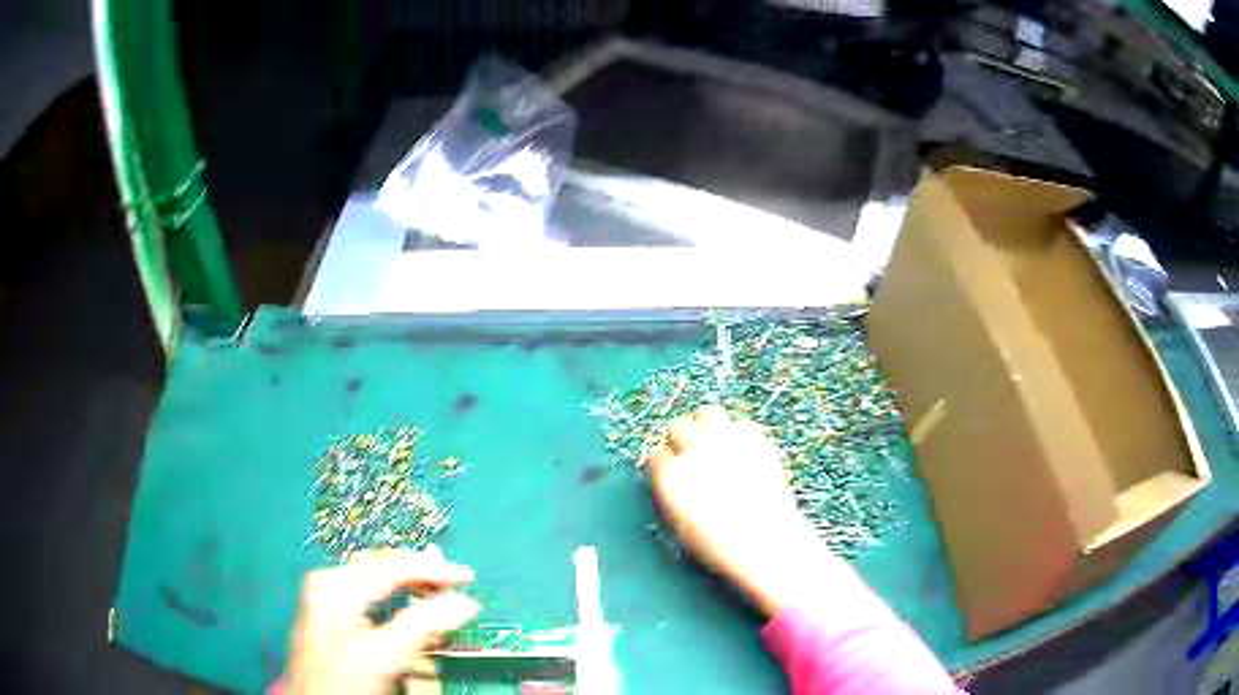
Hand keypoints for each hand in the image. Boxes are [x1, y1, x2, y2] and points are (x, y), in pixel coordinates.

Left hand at [284, 546, 479, 694]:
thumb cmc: (344, 681)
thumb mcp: (384, 656)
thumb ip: (424, 626)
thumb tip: (465, 603)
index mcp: (334, 585)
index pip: (392, 566)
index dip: (433, 571)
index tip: (468, 578)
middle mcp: (329, 581)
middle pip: (383, 565)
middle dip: (422, 572)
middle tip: (458, 582)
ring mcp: (327, 595)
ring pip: (378, 576)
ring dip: (411, 582)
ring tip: (441, 590)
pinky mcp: (331, 610)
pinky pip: (370, 589)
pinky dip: (397, 593)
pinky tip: (411, 601)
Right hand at [647, 407, 842, 616]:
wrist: (765, 541)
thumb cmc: (719, 544)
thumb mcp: (681, 523)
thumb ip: (673, 492)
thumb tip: (673, 474)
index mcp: (670, 475)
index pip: (656, 454)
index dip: (666, 463)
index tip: (674, 470)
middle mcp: (693, 450)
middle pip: (677, 426)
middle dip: (681, 439)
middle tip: (692, 451)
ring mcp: (725, 440)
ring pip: (707, 413)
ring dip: (707, 425)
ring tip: (716, 441)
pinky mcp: (754, 437)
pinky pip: (740, 423)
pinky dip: (738, 433)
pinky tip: (743, 451)